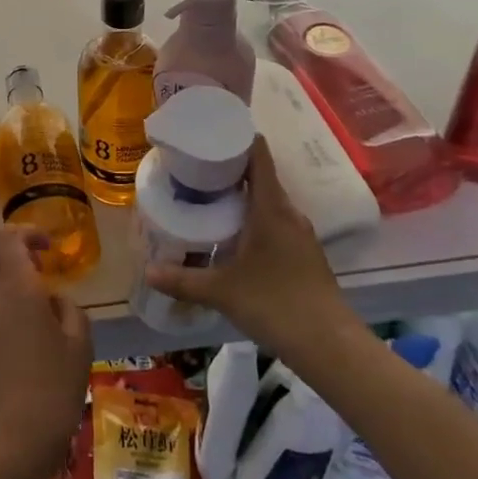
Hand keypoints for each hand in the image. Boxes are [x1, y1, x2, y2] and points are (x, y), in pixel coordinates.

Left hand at [0, 226, 92, 478]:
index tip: (50, 249)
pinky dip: (4, 296)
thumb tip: (54, 299)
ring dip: (6, 271)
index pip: (7, 236)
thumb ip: (69, 308)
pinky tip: (32, 325)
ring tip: (41, 296)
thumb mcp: (80, 344)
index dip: (28, 232)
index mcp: (17, 288)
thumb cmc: (54, 389)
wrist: (12, 444)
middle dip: (7, 241)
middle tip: (36, 258)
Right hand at [143, 137, 351, 361]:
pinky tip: (235, 234)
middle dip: (230, 168)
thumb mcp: (222, 291)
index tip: (211, 133)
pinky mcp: (304, 252)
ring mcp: (301, 233)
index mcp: (271, 207)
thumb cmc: (275, 304)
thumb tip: (148, 271)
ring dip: (243, 195)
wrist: (329, 346)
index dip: (237, 137)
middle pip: (261, 175)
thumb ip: (183, 280)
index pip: (258, 153)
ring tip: (209, 197)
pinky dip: (254, 217)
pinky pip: (276, 221)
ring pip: (268, 200)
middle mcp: (288, 212)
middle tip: (196, 167)